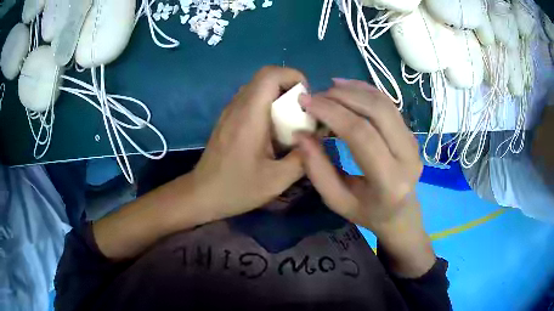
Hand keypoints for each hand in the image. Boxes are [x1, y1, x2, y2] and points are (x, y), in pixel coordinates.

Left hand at [191, 66, 305, 220]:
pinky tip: (272, 130)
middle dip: (289, 87)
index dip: (294, 77)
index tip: (307, 99)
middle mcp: (237, 106)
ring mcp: (230, 111)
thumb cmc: (237, 188)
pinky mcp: (227, 119)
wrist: (202, 194)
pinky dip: (267, 104)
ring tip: (290, 120)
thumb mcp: (276, 180)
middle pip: (265, 77)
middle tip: (302, 111)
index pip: (270, 74)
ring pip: (257, 87)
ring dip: (278, 95)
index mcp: (250, 116)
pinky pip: (250, 99)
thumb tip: (317, 139)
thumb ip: (302, 158)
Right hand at [297, 79, 433, 276]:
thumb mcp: (336, 200)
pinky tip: (347, 88)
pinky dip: (366, 91)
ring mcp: (413, 142)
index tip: (306, 102)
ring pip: (384, 103)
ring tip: (328, 90)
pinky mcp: (411, 133)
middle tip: (316, 96)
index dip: (332, 113)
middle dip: (342, 96)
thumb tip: (301, 134)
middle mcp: (407, 156)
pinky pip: (389, 105)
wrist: (401, 213)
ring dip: (354, 90)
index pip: (361, 135)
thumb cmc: (367, 213)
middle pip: (376, 111)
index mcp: (389, 181)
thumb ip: (317, 169)